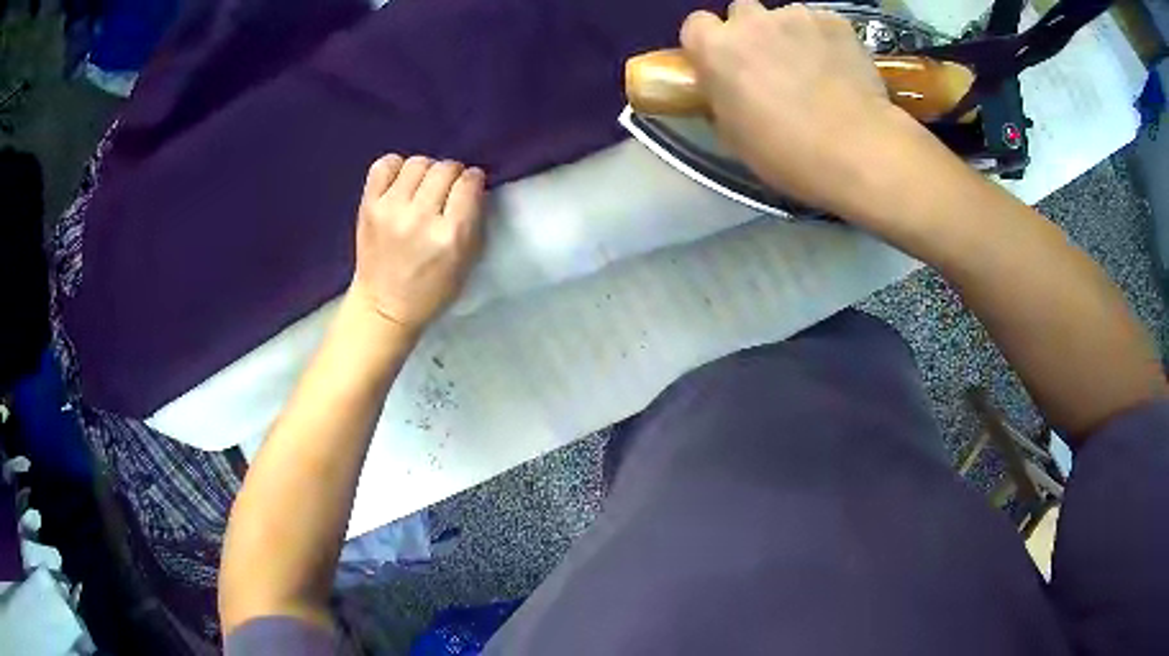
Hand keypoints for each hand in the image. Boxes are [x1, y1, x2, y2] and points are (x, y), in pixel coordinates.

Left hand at [351, 155, 486, 335]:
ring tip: (422, 188)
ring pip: (418, 163)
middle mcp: (420, 218)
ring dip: (426, 171)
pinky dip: (396, 167)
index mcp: (450, 236)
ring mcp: (390, 210)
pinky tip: (400, 183)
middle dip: (452, 174)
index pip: (469, 182)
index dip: (473, 180)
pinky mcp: (368, 206)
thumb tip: (472, 183)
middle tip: (446, 190)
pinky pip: (385, 165)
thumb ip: (474, 220)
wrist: (384, 306)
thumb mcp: (467, 261)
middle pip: (444, 168)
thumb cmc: (431, 289)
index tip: (470, 187)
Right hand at [680, 0, 926, 218]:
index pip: (697, 25)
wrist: (856, 150)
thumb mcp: (733, 135)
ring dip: (791, 37)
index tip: (725, 65)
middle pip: (742, 13)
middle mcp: (751, 20)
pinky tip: (840, 69)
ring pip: (785, 17)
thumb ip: (722, 98)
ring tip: (815, 71)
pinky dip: (826, 41)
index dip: (710, 44)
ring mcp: (796, 16)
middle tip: (771, 67)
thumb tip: (728, 91)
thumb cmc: (786, 152)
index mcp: (716, 48)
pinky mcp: (835, 21)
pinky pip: (822, 24)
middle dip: (752, 34)